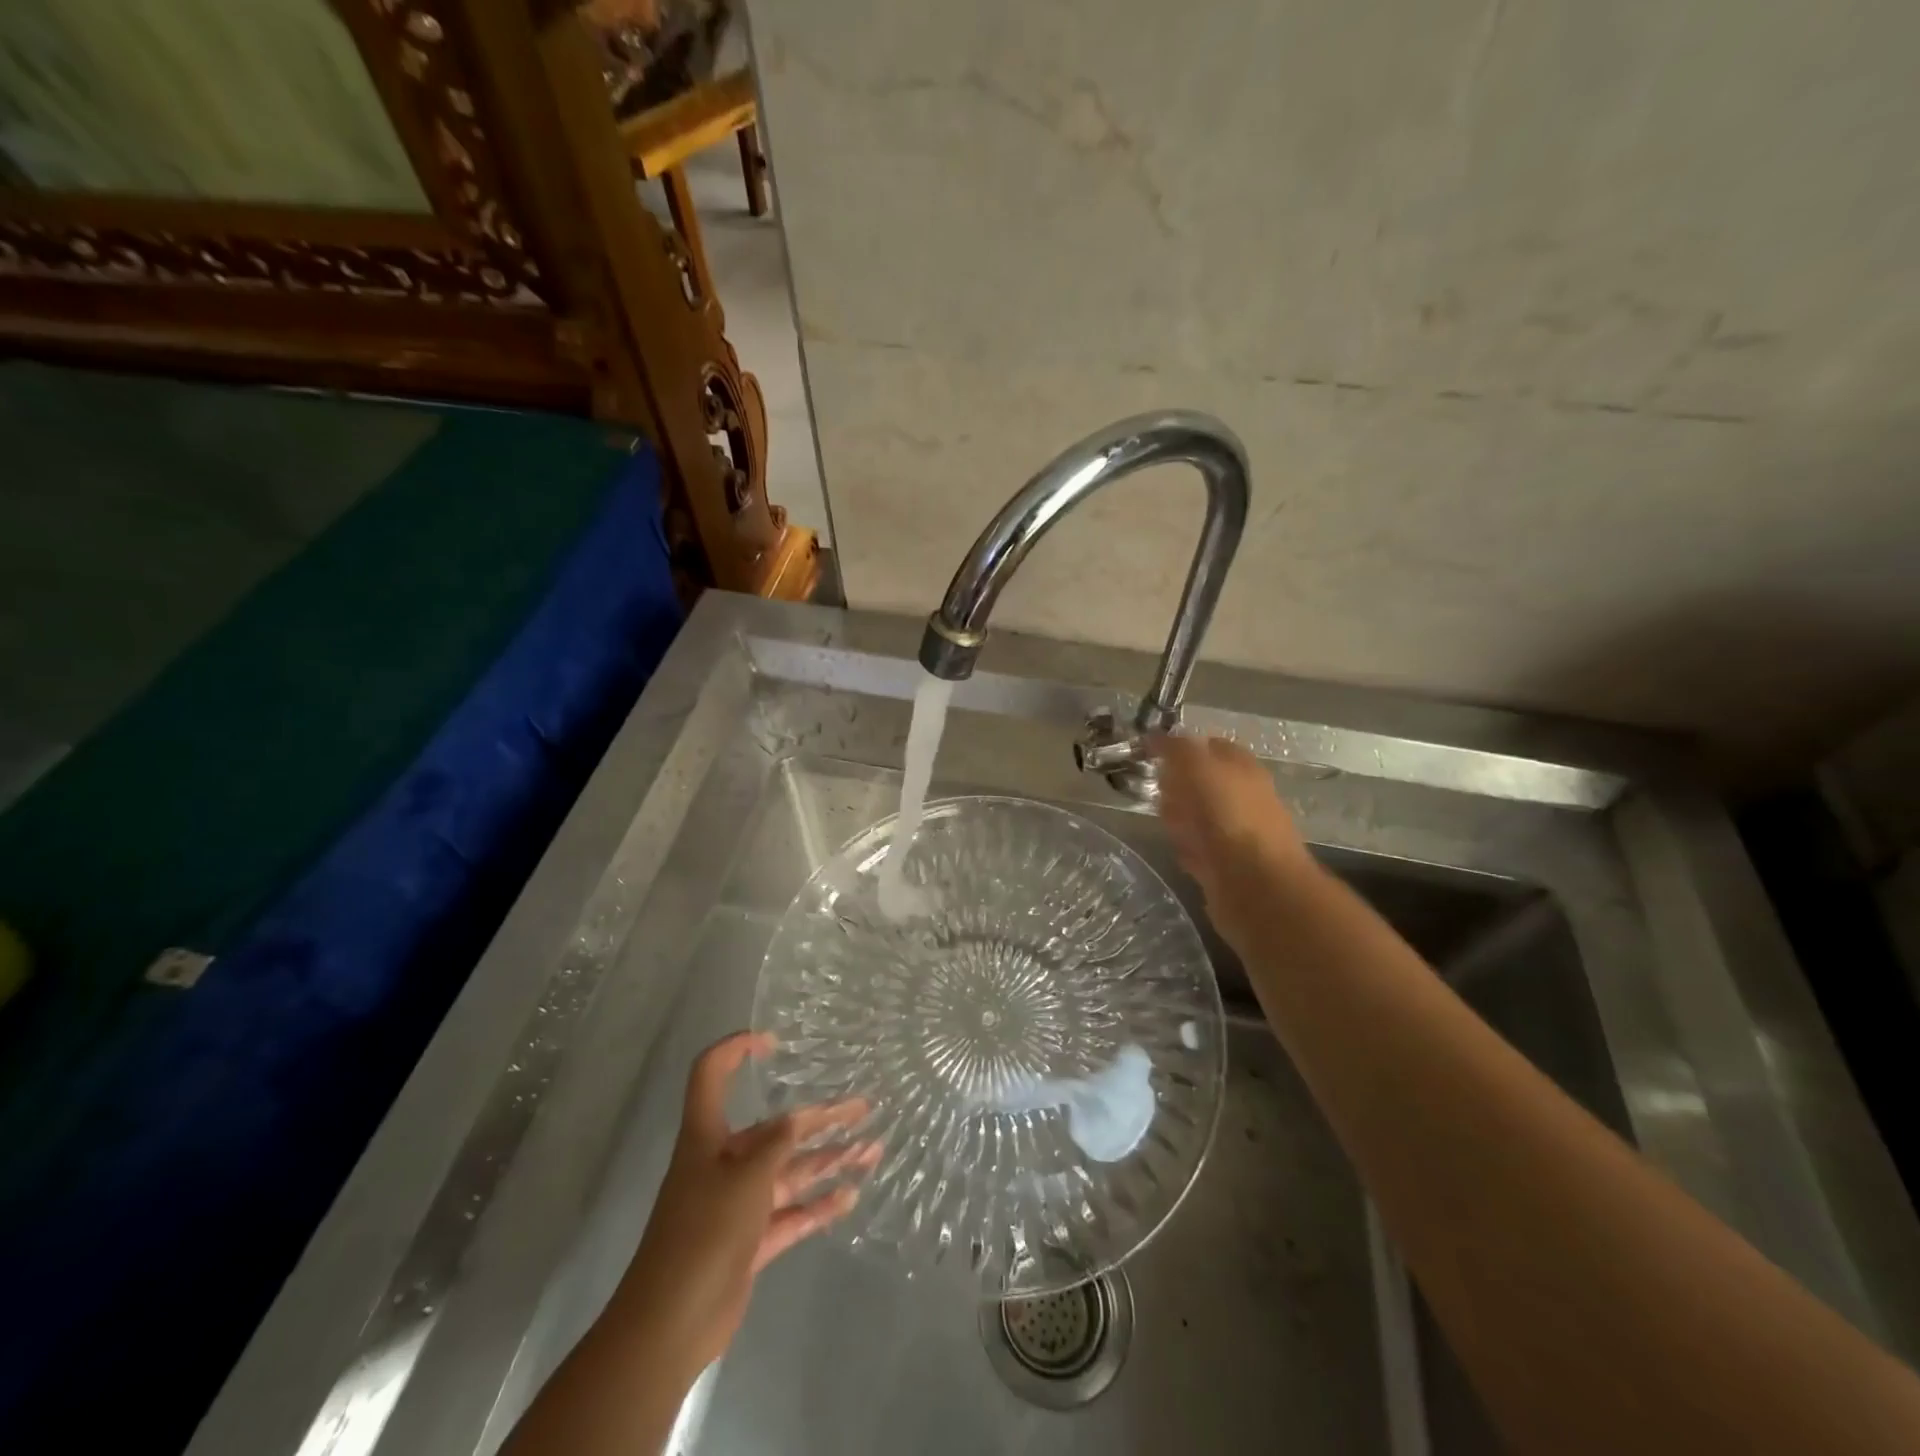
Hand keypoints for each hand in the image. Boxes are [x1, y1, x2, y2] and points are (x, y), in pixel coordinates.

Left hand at [611, 1032, 878, 1379]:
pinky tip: (850, 1196)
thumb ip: (777, 1143)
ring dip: (829, 1160)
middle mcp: (724, 1164)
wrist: (669, 1325)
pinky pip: (791, 1214)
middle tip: (863, 1108)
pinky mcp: (750, 1242)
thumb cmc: (702, 1233)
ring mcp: (738, 1205)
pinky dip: (818, 1205)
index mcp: (708, 1137)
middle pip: (775, 1130)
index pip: (711, 1075)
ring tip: (872, 1149)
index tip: (772, 1043)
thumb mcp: (745, 1177)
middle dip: (819, 1118)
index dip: (735, 1050)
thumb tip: (797, 1118)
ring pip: (790, 1173)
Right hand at [1151, 734, 1317, 947]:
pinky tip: (1177, 849)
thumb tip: (1155, 736)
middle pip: (1203, 783)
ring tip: (1163, 819)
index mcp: (1242, 769)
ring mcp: (1235, 834)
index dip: (1182, 748)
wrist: (1255, 886)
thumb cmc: (1230, 818)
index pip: (1210, 747)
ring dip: (1180, 816)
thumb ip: (1178, 749)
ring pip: (1199, 817)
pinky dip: (1187, 847)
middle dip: (1178, 785)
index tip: (1153, 755)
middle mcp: (1243, 798)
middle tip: (1158, 788)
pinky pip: (1199, 849)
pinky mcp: (1225, 867)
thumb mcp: (1199, 768)